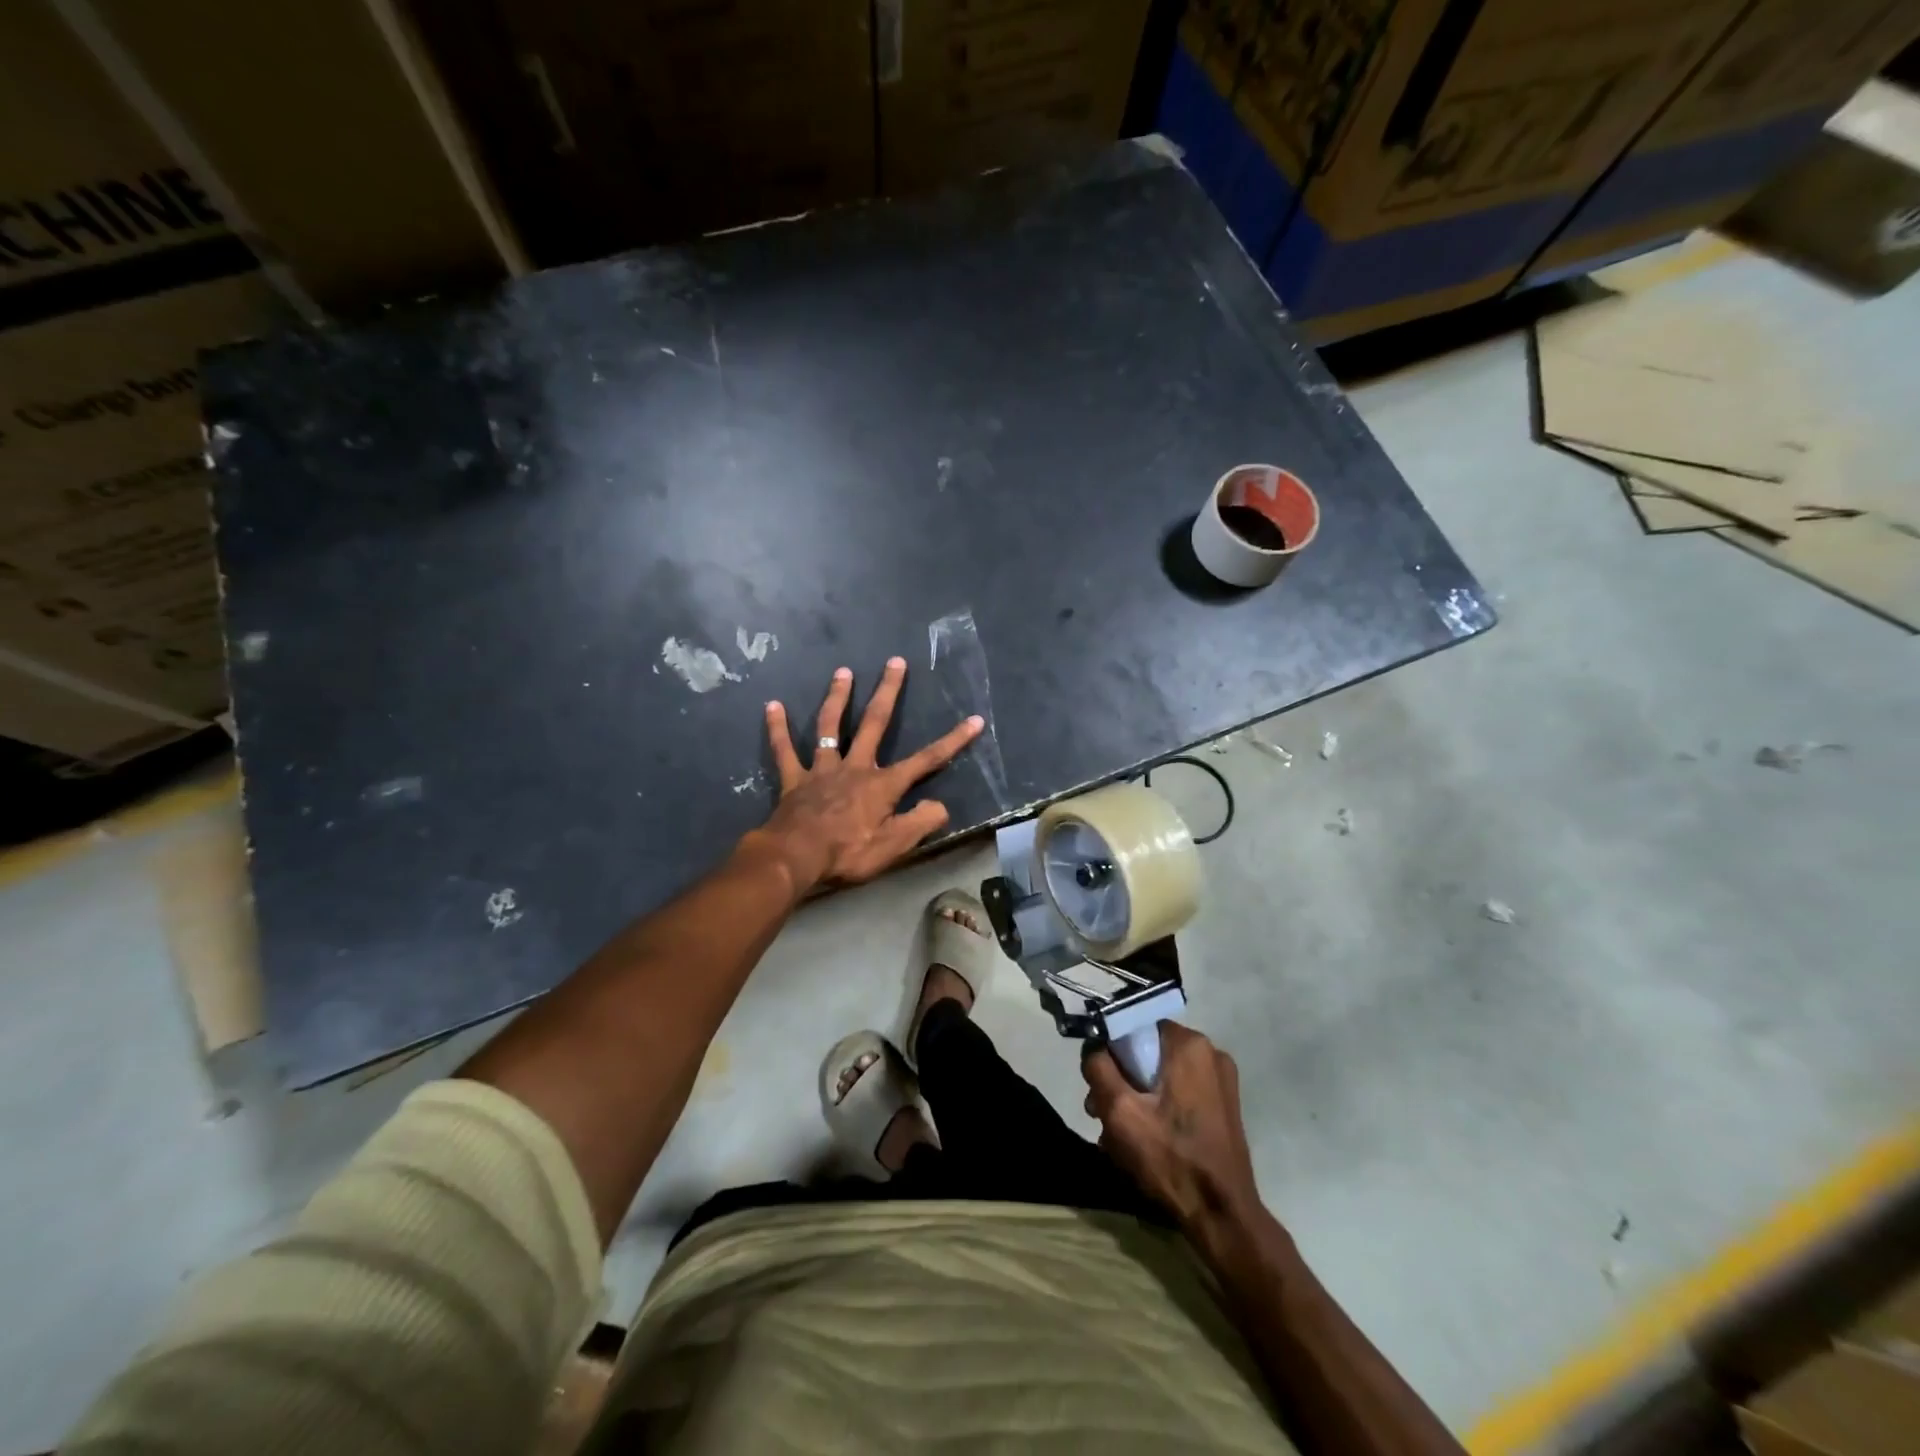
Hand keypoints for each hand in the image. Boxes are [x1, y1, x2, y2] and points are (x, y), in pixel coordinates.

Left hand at [750, 658, 982, 891]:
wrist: (795, 858)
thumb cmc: (847, 853)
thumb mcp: (894, 846)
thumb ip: (920, 823)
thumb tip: (941, 806)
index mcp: (883, 784)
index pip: (926, 760)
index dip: (953, 741)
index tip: (974, 720)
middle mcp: (855, 767)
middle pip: (875, 723)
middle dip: (888, 692)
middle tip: (895, 662)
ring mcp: (822, 770)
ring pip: (830, 726)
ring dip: (838, 697)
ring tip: (843, 671)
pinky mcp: (795, 779)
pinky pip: (784, 750)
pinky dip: (778, 729)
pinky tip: (772, 706)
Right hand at [1084, 1022, 1263, 1231]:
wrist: (1224, 1217)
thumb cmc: (1170, 1158)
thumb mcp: (1120, 1111)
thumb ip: (1098, 1068)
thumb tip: (1094, 1048)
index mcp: (1189, 1044)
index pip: (1134, 1026)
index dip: (1110, 1053)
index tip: (1099, 1086)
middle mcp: (1210, 1052)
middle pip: (1147, 1052)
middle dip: (1121, 1081)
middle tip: (1102, 1114)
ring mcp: (1221, 1081)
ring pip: (1161, 1075)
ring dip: (1137, 1098)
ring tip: (1119, 1135)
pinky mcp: (1224, 1106)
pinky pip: (1179, 1092)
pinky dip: (1159, 1108)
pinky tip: (1146, 1139)